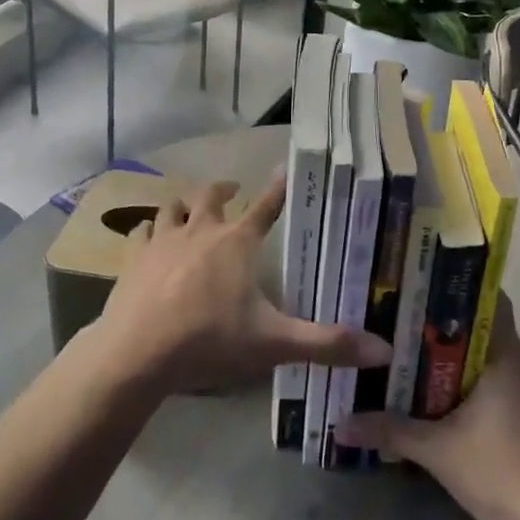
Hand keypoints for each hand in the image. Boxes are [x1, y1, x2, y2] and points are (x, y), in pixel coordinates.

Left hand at [92, 173, 391, 394]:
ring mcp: (163, 240)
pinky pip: (141, 232)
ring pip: (172, 207)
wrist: (138, 351)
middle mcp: (201, 230)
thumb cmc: (210, 340)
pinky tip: (148, 237)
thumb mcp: (274, 343)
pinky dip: (147, 231)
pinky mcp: (134, 257)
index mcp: (237, 242)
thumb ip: (327, 344)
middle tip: (232, 190)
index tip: (284, 168)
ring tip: (188, 207)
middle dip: (224, 190)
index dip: (277, 188)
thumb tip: (385, 349)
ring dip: (183, 205)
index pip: (266, 207)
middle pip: (212, 196)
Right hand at [335, 297, 519, 519]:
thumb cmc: (501, 471)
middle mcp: (519, 366)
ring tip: (411, 352)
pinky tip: (439, 396)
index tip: (422, 284)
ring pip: (486, 358)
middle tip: (402, 318)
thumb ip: (389, 431)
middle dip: (444, 323)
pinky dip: (467, 381)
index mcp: (504, 357)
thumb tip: (340, 424)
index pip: (489, 299)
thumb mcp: (437, 451)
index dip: (457, 287)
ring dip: (455, 356)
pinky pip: (493, 383)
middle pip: (482, 327)